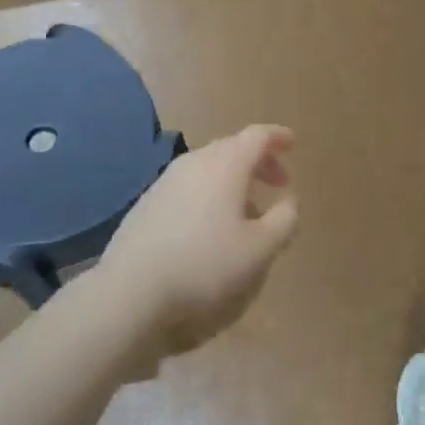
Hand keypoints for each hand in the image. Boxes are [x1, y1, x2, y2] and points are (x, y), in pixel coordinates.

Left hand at [98, 125, 298, 356]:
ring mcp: (165, 181)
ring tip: (247, 211)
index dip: (277, 137)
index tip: (292, 143)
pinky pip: (189, 186)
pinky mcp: (147, 203)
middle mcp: (194, 163)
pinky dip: (209, 194)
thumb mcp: (261, 248)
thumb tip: (289, 200)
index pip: (256, 136)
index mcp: (225, 166)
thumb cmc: (206, 264)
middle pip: (231, 148)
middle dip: (258, 161)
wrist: (132, 288)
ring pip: (208, 168)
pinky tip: (211, 225)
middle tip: (277, 183)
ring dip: (233, 181)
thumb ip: (285, 219)